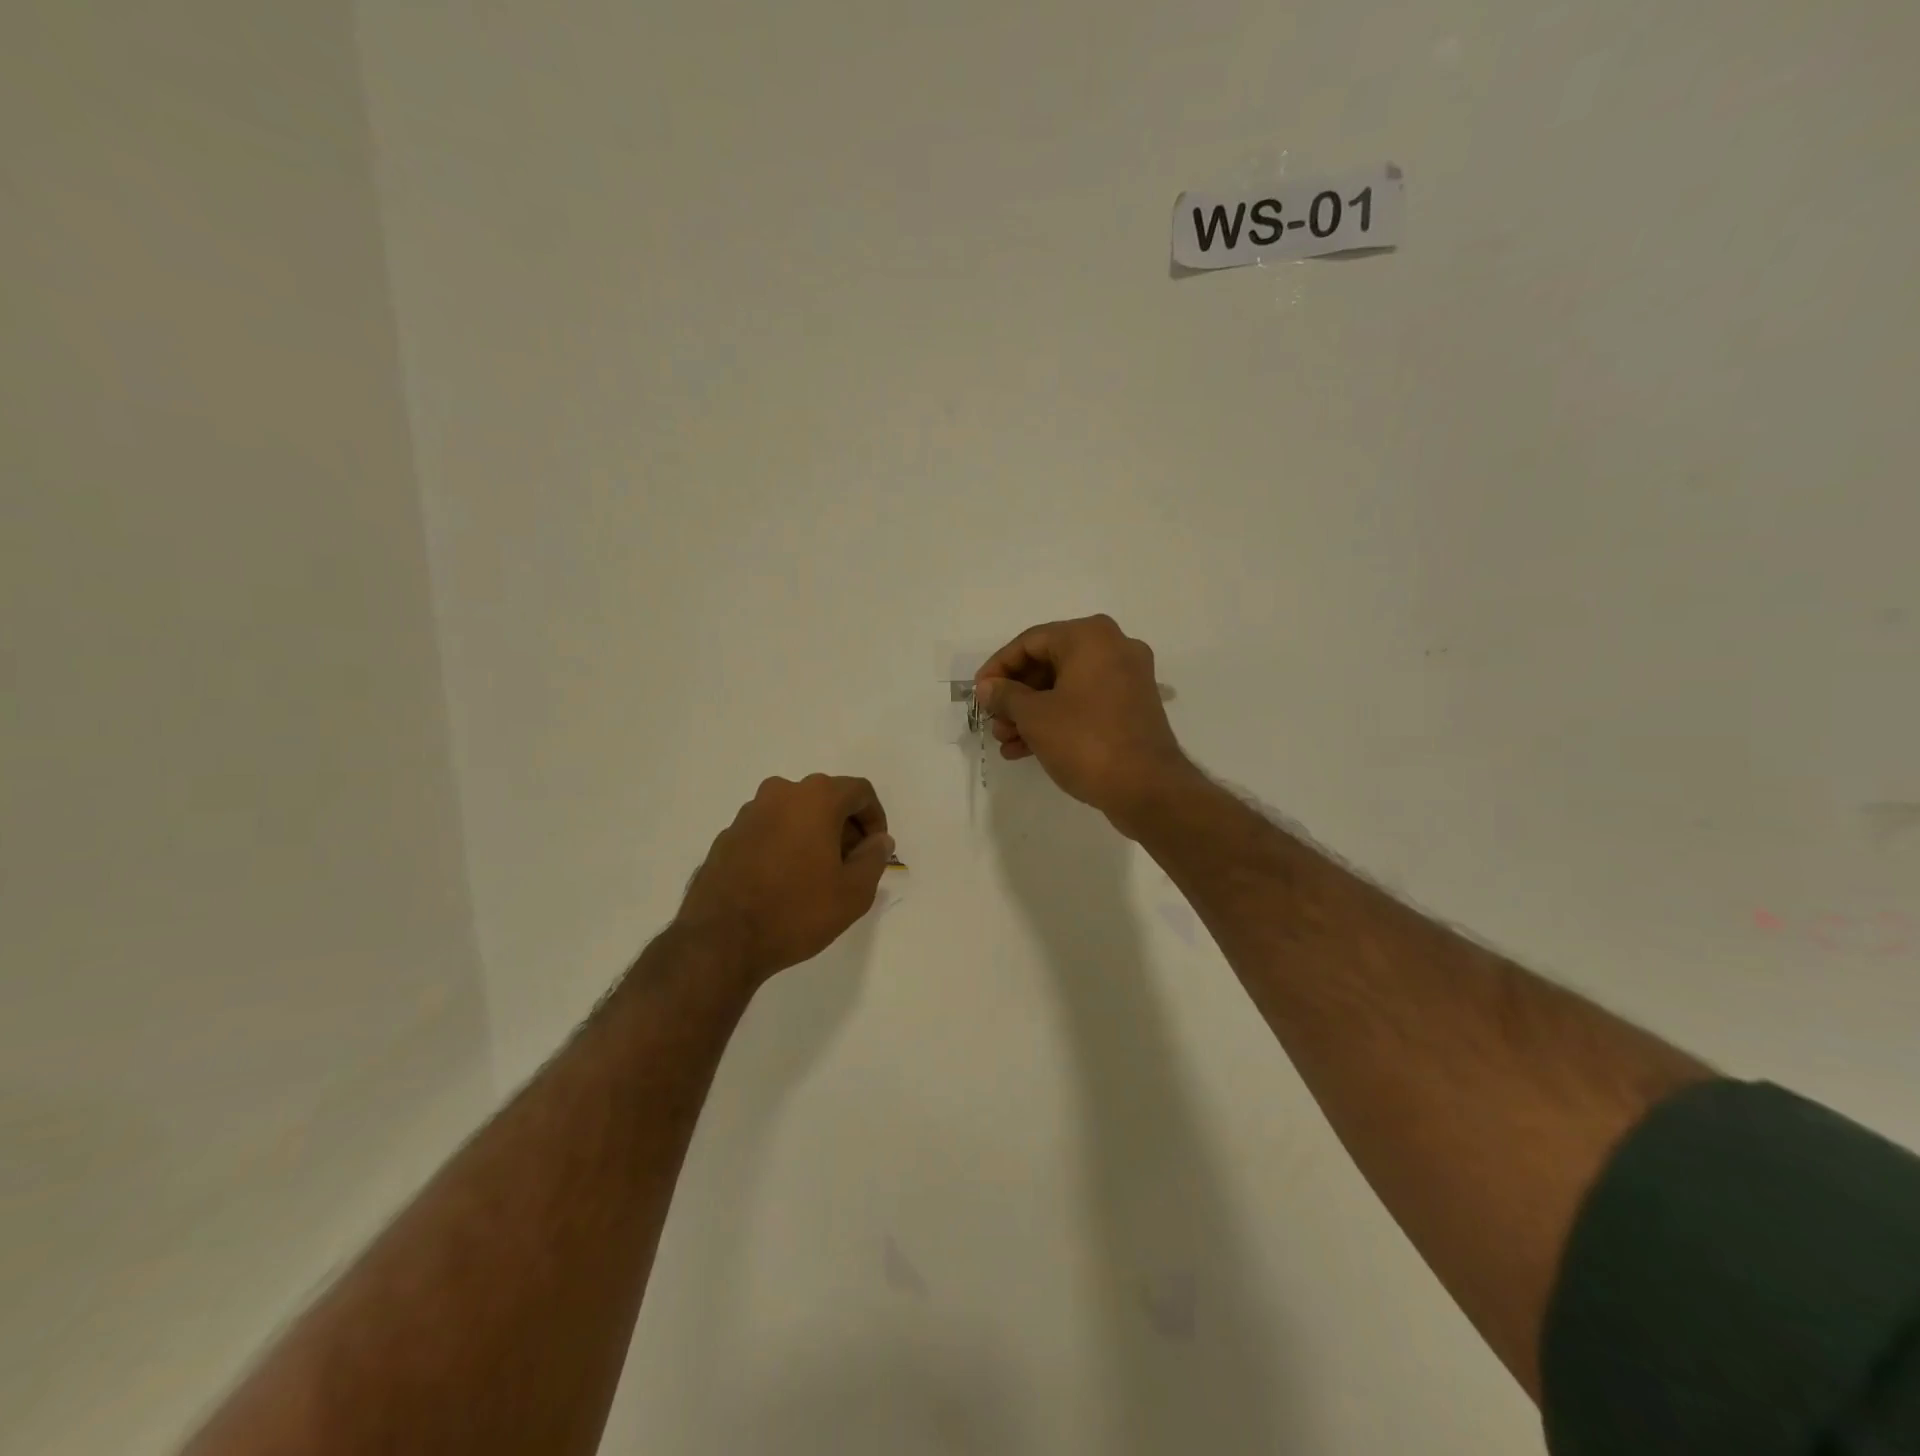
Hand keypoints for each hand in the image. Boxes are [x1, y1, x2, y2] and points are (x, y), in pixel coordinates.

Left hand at [677, 775, 893, 983]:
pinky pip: (769, 830)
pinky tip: (784, 881)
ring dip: (813, 834)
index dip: (875, 818)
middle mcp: (780, 793)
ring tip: (817, 875)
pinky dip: (784, 844)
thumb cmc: (796, 911)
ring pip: (795, 813)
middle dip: (845, 827)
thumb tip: (879, 840)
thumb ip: (874, 859)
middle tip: (850, 864)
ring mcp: (748, 813)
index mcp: (815, 798)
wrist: (721, 940)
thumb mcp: (853, 892)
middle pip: (826, 798)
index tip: (875, 850)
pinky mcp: (727, 836)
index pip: (859, 792)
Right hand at [974, 615, 1195, 834]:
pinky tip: (1026, 749)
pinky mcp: (1132, 708)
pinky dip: (1056, 720)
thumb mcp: (1034, 717)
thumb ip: (1005, 695)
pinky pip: (1084, 705)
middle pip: (1049, 664)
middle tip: (993, 722)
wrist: (1146, 788)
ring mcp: (1127, 679)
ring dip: (1031, 713)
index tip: (979, 694)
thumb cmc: (1085, 741)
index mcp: (1090, 637)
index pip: (1030, 642)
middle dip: (1015, 696)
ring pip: (1065, 688)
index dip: (998, 668)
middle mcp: (1113, 648)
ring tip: (1005, 741)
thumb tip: (987, 687)